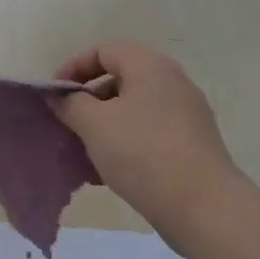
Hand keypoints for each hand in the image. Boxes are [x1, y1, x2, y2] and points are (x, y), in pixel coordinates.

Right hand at [53, 42, 240, 248]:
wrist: (204, 208)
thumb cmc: (143, 154)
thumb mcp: (94, 125)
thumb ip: (70, 104)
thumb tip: (58, 95)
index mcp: (150, 66)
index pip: (104, 51)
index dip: (73, 68)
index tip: (55, 96)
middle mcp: (173, 82)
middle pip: (121, 78)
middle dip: (89, 99)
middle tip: (69, 122)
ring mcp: (188, 114)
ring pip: (135, 108)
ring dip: (106, 123)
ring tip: (85, 150)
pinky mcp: (194, 144)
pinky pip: (151, 131)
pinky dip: (127, 141)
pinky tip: (110, 170)